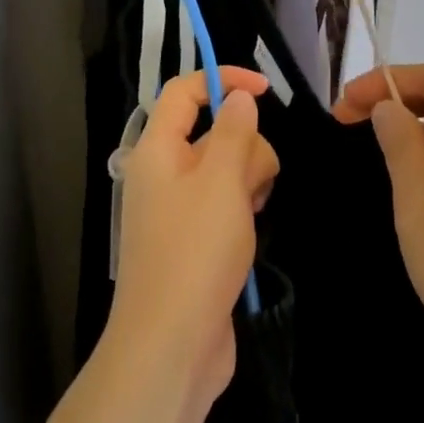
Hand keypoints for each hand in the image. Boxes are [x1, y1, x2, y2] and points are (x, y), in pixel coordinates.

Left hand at [104, 68, 279, 410]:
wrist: (172, 342)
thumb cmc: (195, 252)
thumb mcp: (221, 181)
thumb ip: (233, 131)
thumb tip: (238, 98)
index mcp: (157, 151)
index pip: (184, 92)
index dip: (222, 80)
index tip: (266, 90)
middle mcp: (164, 174)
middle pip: (215, 133)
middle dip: (246, 147)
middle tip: (253, 185)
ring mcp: (180, 210)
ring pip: (228, 170)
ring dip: (250, 182)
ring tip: (251, 215)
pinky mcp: (196, 240)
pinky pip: (228, 204)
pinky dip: (244, 211)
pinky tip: (250, 236)